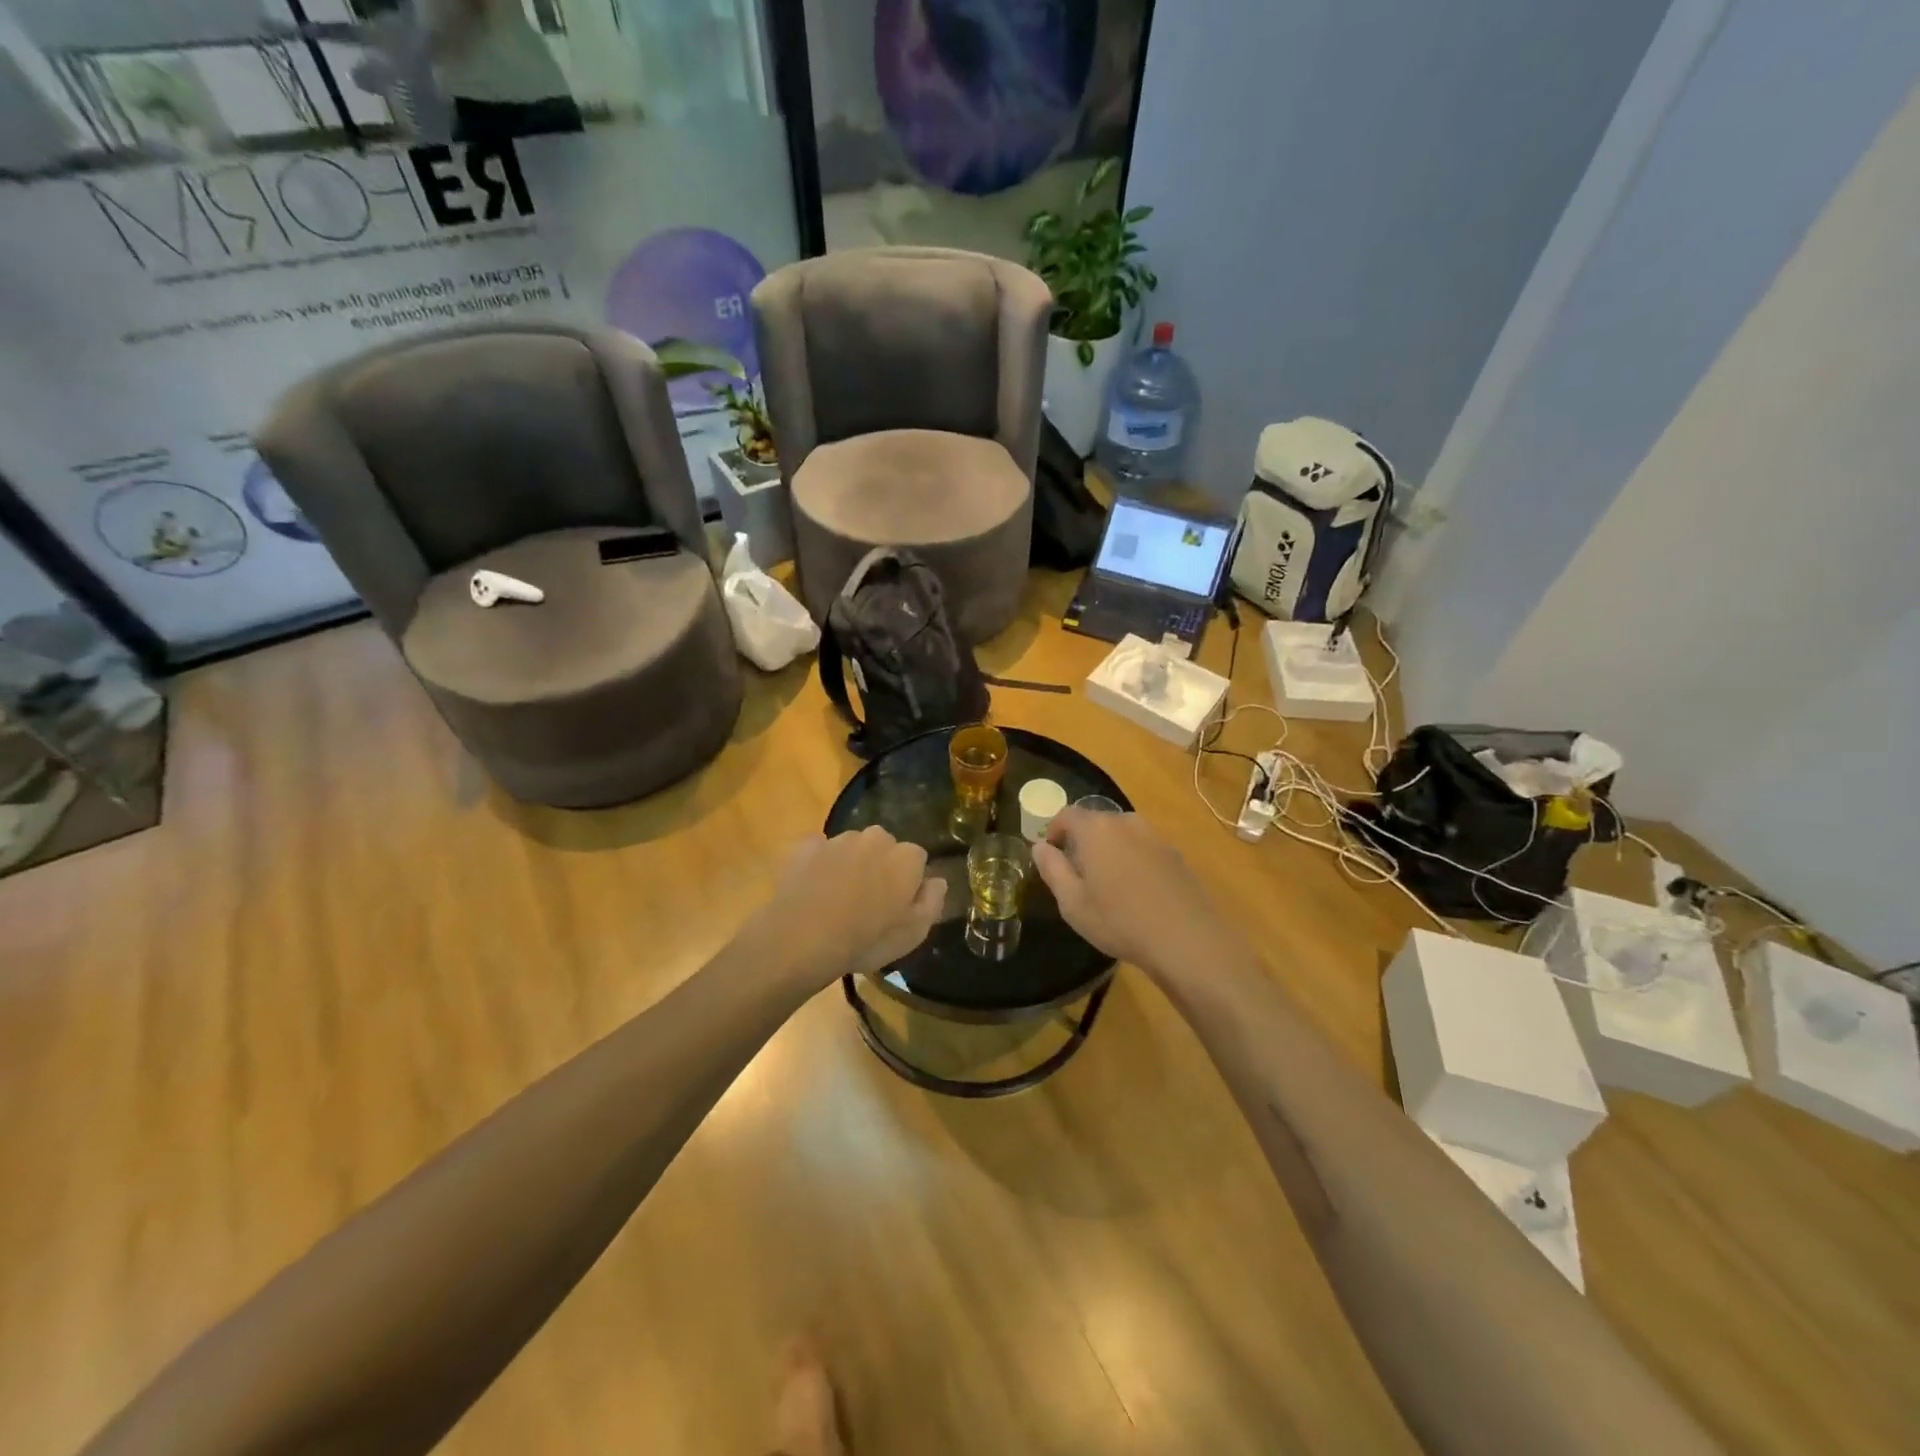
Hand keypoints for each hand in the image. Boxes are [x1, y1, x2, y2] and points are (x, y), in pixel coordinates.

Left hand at [740, 827, 944, 990]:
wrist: (802, 938)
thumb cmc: (866, 939)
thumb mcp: (913, 934)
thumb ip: (932, 901)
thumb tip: (937, 880)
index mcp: (906, 857)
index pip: (918, 859)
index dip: (909, 882)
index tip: (898, 905)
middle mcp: (875, 838)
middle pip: (885, 847)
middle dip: (880, 867)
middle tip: (868, 902)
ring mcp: (838, 839)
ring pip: (852, 847)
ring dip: (851, 865)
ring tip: (837, 899)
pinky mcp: (806, 846)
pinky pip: (820, 851)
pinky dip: (820, 865)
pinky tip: (813, 890)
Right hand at [1033, 808, 1241, 978]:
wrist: (1185, 939)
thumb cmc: (1119, 921)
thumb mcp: (1072, 902)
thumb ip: (1052, 868)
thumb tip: (1040, 846)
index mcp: (1096, 829)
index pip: (1067, 814)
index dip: (1054, 830)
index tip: (1051, 854)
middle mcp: (1126, 822)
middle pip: (1096, 821)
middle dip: (1082, 841)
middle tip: (1077, 874)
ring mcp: (1155, 836)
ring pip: (1122, 834)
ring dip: (1109, 850)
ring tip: (1108, 884)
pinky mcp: (1175, 854)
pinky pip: (1143, 848)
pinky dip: (1133, 860)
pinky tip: (1137, 892)